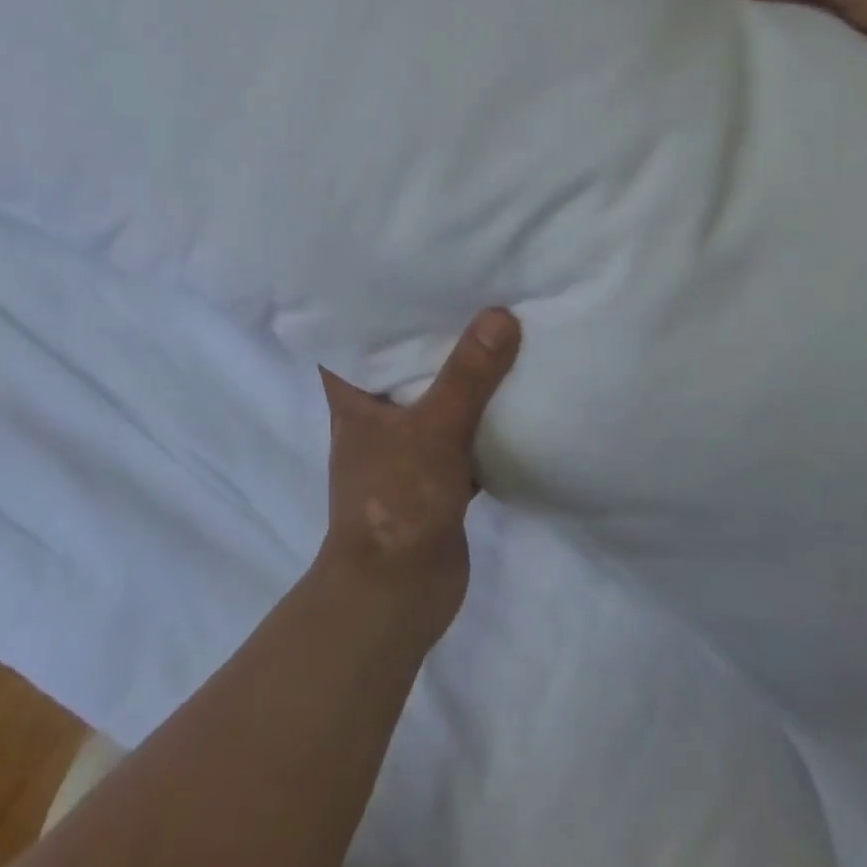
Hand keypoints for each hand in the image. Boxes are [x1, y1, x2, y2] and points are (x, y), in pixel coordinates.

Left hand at [317, 309, 520, 644]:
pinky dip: (483, 417)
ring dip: (461, 375)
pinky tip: (514, 391)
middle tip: (467, 288)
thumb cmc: (396, 501)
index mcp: (354, 397)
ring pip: (437, 397)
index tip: (402, 271)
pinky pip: (462, 432)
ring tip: (496, 326)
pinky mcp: (436, 474)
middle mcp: (375, 415)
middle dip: (431, 333)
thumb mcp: (433, 429)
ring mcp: (406, 446)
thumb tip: (500, 315)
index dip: (370, 305)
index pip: (352, 337)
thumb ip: (467, 376)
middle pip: (402, 362)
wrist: (399, 594)